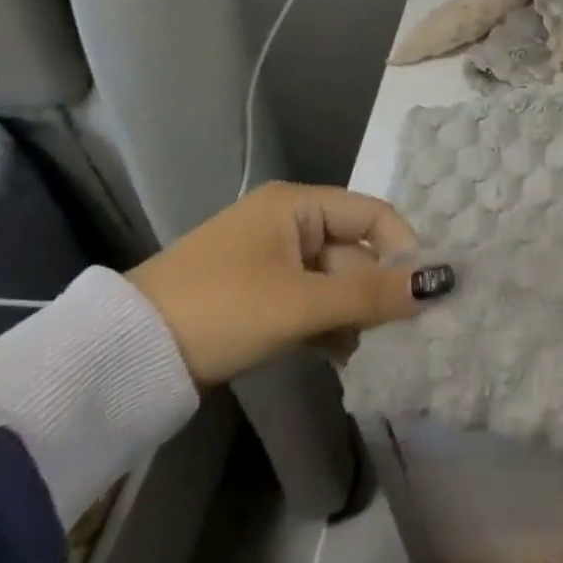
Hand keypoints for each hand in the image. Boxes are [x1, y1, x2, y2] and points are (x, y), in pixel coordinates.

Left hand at [127, 183, 452, 387]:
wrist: (122, 357)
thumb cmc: (219, 310)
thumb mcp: (299, 303)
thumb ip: (371, 294)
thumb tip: (440, 284)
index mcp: (295, 205)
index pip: (372, 214)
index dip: (402, 248)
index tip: (422, 292)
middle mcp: (285, 223)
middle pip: (353, 250)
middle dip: (373, 290)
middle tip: (394, 333)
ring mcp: (268, 260)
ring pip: (333, 280)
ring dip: (352, 313)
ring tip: (361, 350)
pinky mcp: (255, 295)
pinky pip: (309, 300)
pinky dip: (326, 324)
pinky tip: (337, 355)